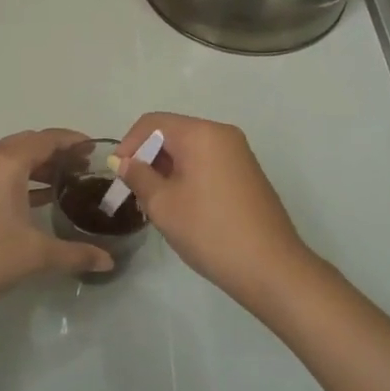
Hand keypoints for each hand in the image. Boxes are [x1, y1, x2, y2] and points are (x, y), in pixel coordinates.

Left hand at [0, 129, 111, 330]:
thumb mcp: (36, 255)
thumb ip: (75, 254)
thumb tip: (109, 262)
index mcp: (6, 162)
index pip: (47, 139)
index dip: (73, 140)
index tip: (97, 148)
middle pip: (29, 144)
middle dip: (58, 152)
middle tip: (86, 167)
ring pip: (13, 159)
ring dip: (40, 167)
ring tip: (69, 182)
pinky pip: (1, 174)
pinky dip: (23, 180)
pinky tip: (41, 200)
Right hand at [114, 113, 318, 308]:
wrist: (271, 267)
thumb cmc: (210, 231)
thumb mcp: (163, 204)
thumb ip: (139, 176)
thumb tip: (125, 162)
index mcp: (201, 133)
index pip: (153, 123)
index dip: (129, 144)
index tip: (118, 174)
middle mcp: (223, 134)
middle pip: (173, 134)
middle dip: (149, 158)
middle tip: (135, 192)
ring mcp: (239, 154)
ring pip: (191, 151)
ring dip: (168, 170)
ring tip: (156, 204)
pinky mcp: (248, 174)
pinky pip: (208, 163)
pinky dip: (189, 177)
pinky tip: (183, 208)